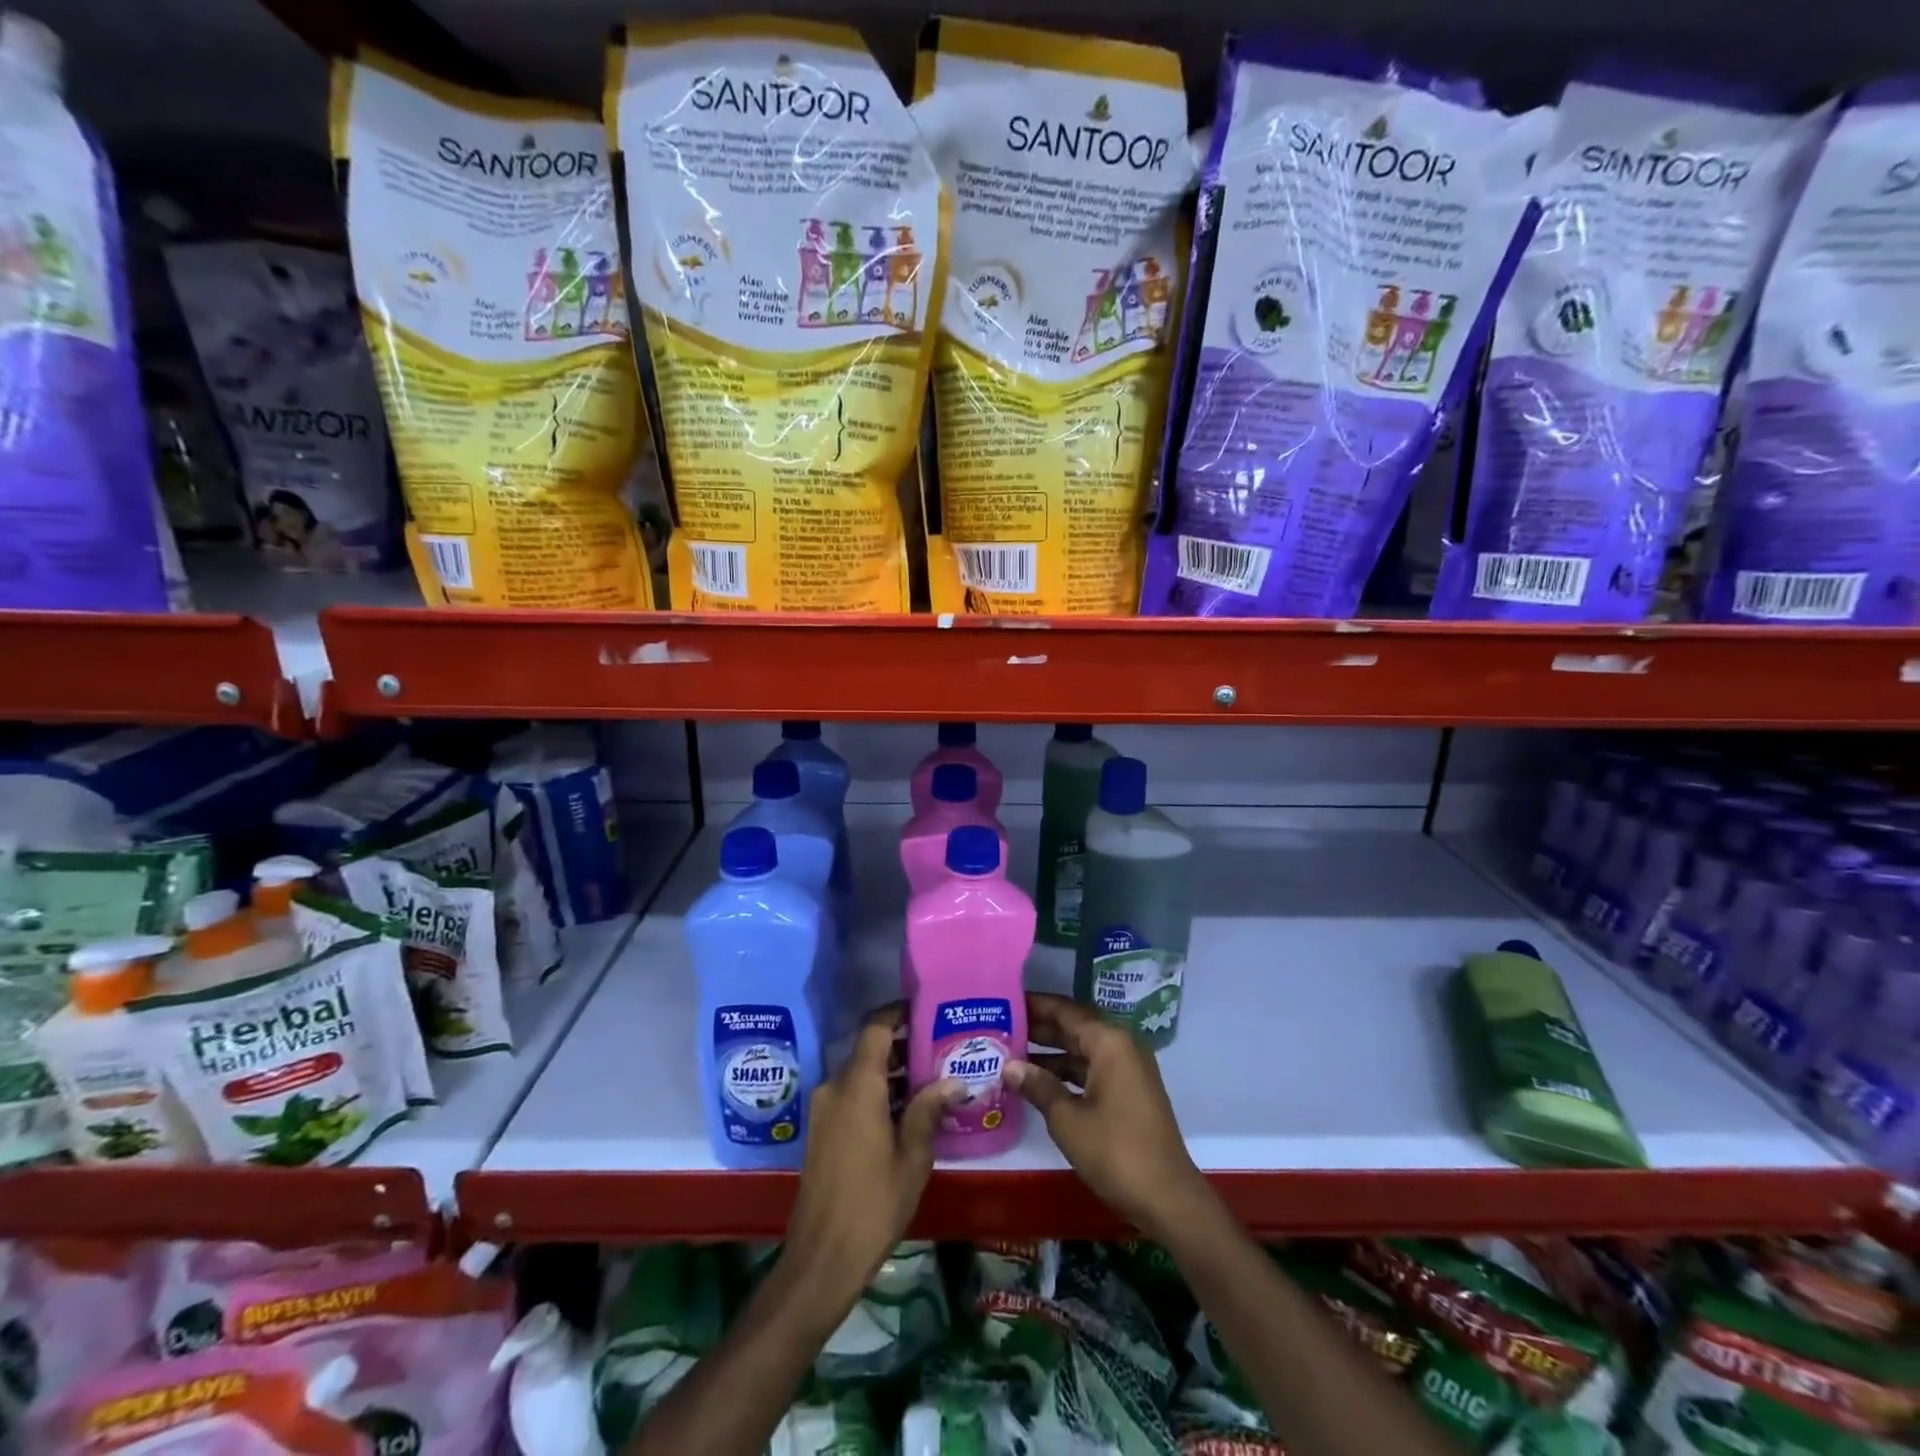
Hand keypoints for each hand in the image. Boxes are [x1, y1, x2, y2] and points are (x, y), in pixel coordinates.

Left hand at [783, 1004, 958, 1308]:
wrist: (821, 1259)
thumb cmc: (873, 1204)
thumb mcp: (912, 1157)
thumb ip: (929, 1109)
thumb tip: (954, 1080)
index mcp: (857, 1085)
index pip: (876, 1027)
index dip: (899, 1012)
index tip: (927, 1010)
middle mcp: (835, 1087)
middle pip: (869, 1049)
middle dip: (903, 1045)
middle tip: (941, 1049)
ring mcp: (824, 1109)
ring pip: (861, 1073)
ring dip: (891, 1073)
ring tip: (931, 1080)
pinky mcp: (821, 1130)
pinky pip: (851, 1095)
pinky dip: (876, 1092)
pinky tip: (907, 1111)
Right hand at [1006, 993, 1213, 1240]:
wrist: (1168, 1199)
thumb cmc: (1116, 1152)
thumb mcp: (1068, 1120)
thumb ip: (1038, 1086)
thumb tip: (1008, 1065)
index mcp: (1109, 1041)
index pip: (1064, 1010)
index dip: (1034, 1005)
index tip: (1004, 1000)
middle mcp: (1120, 1045)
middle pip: (1073, 1026)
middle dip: (1038, 1027)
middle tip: (999, 1026)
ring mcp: (1127, 1069)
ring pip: (1081, 1049)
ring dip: (1049, 1051)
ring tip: (1009, 1052)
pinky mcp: (1128, 1091)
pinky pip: (1091, 1068)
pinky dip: (1066, 1072)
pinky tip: (1037, 1081)